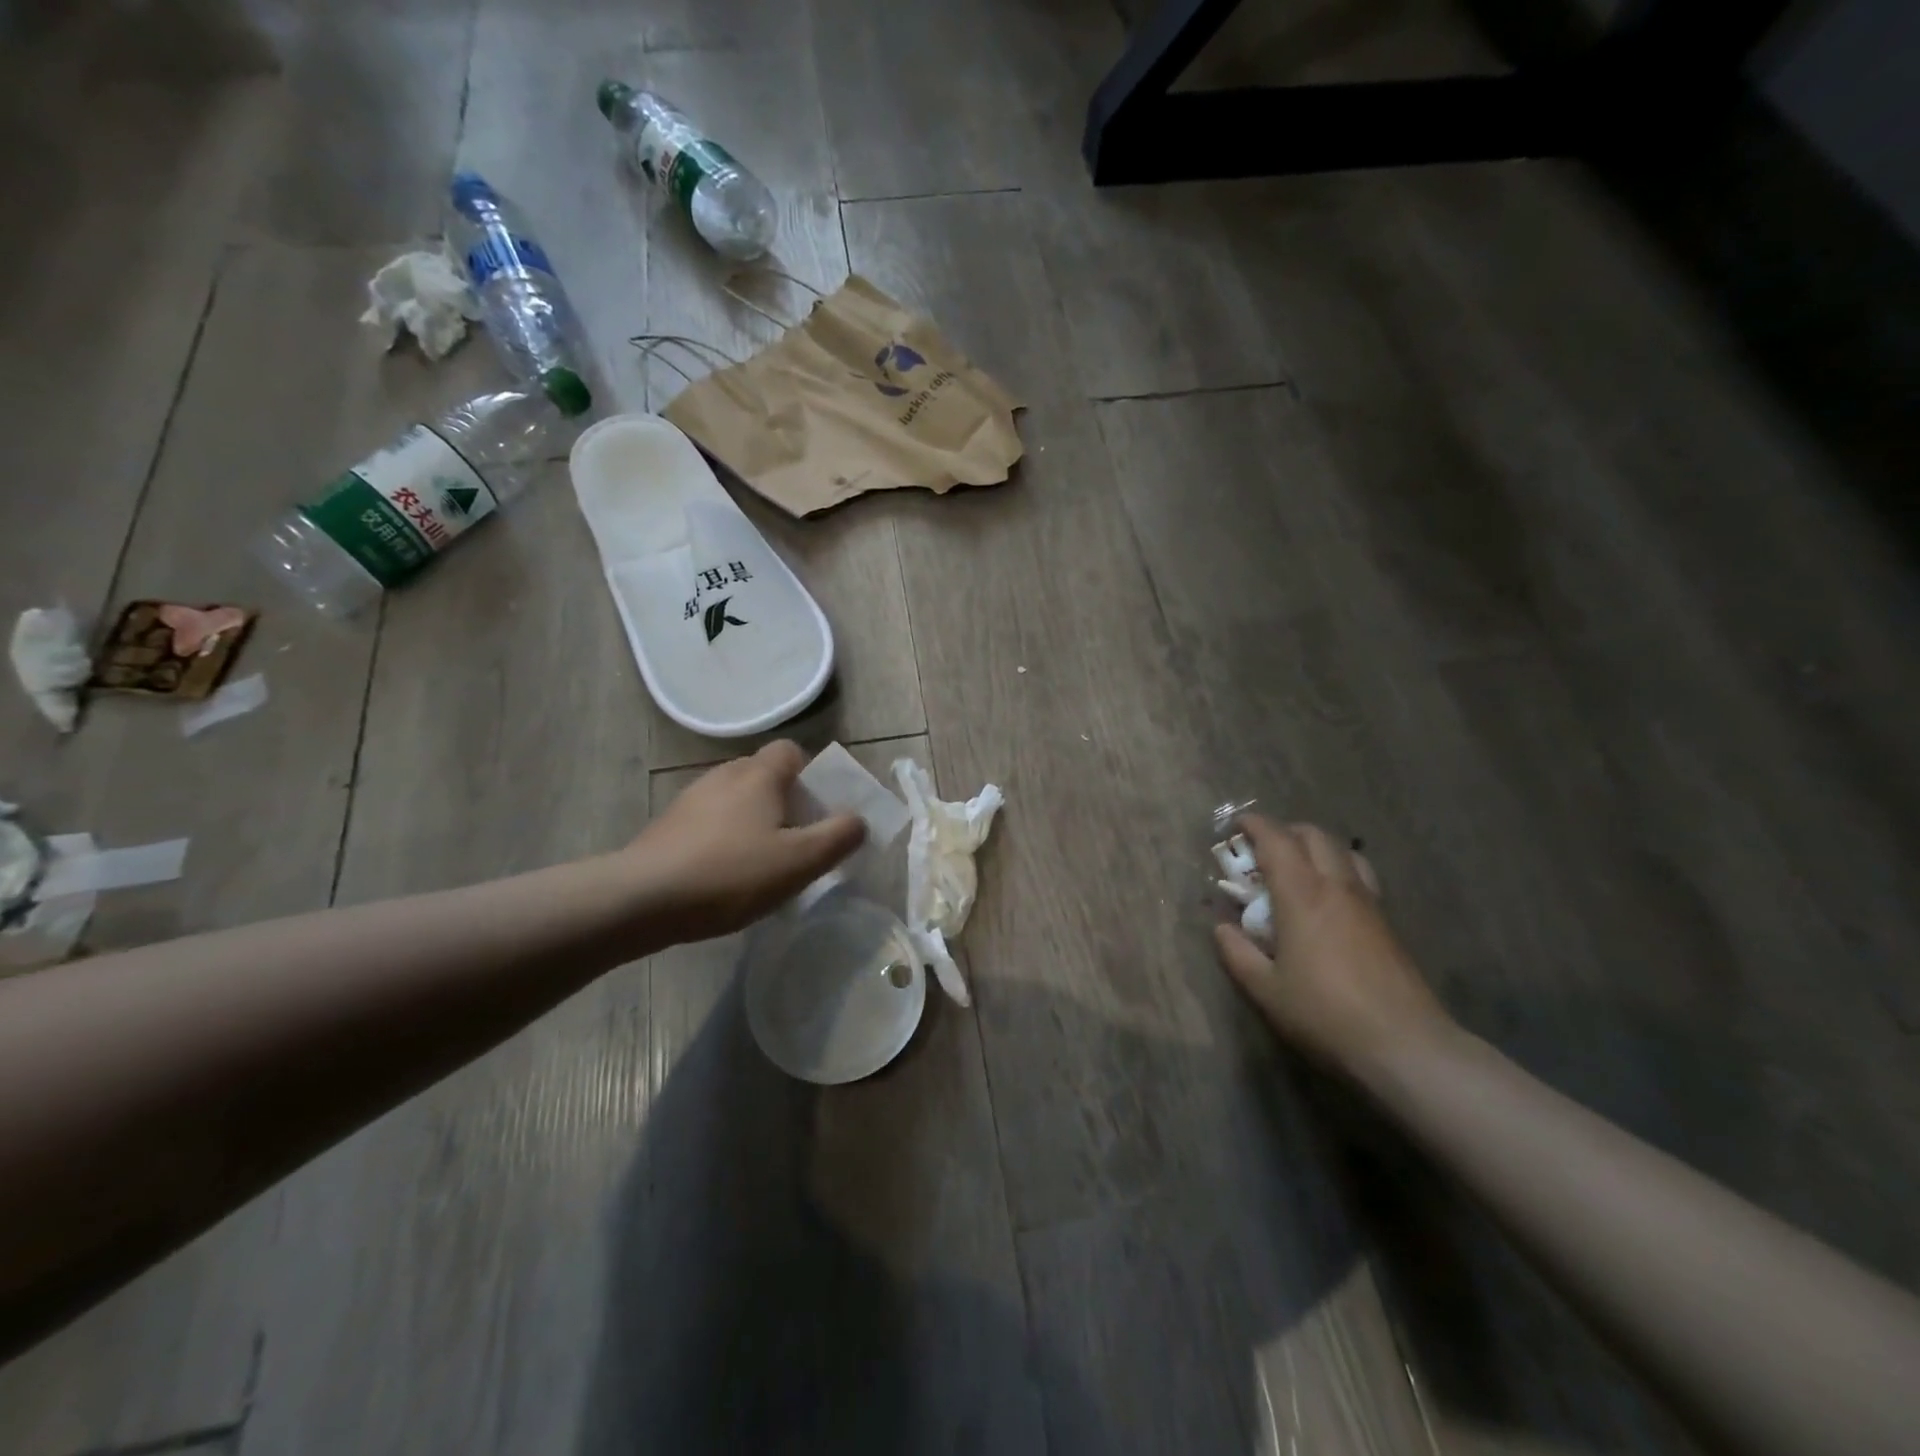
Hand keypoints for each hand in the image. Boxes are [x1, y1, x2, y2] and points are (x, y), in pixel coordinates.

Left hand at [622, 741, 865, 943]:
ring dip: (753, 822)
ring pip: (736, 799)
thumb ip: (838, 837)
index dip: (810, 776)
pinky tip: (723, 875)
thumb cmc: (731, 873)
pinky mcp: (668, 824)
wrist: (642, 899)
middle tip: (794, 843)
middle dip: (785, 802)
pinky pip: (710, 821)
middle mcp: (724, 774)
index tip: (815, 812)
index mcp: (759, 774)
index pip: (791, 751)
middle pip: (765, 775)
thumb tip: (858, 820)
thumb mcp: (799, 861)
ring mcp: (691, 798)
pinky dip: (724, 838)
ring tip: (759, 864)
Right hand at [1214, 817, 1452, 1078]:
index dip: (1254, 826)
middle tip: (1263, 850)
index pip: (1277, 840)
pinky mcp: (1387, 924)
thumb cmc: (1324, 1014)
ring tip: (1298, 870)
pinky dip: (1339, 870)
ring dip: (1317, 848)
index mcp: (1302, 894)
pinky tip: (1329, 902)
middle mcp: (1337, 886)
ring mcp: (1368, 903)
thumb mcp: (1265, 989)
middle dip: (1285, 832)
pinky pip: (1361, 877)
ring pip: (1344, 852)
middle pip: (1314, 836)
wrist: (1405, 1046)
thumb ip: (1237, 953)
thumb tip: (1222, 928)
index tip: (1236, 827)